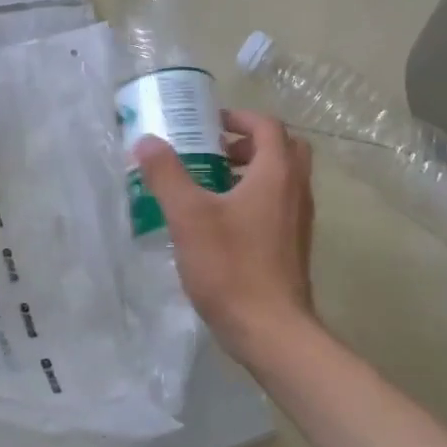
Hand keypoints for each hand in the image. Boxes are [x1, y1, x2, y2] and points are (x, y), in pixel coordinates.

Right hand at [133, 108, 316, 362]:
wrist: (270, 329)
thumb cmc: (231, 267)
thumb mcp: (189, 217)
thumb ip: (167, 175)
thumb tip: (147, 140)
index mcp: (277, 173)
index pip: (266, 126)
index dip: (238, 117)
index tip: (207, 124)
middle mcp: (296, 190)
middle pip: (282, 148)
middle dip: (249, 142)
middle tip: (215, 151)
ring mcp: (299, 220)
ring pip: (282, 179)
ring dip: (252, 171)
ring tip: (211, 185)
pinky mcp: (293, 246)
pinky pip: (279, 205)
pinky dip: (256, 198)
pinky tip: (221, 223)